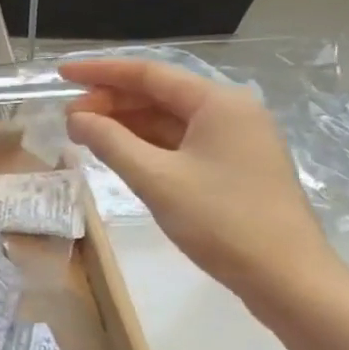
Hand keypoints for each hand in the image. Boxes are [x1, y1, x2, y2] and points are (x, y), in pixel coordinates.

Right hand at [61, 57, 338, 305]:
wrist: (287, 277)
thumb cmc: (221, 220)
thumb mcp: (155, 179)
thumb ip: (110, 142)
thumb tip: (76, 118)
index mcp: (218, 103)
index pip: (148, 74)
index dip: (100, 72)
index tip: (61, 74)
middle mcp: (230, 112)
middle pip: (158, 94)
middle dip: (110, 101)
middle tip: (68, 118)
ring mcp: (234, 140)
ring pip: (167, 119)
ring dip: (125, 124)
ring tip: (83, 135)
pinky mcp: (232, 167)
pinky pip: (179, 142)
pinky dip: (145, 143)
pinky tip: (118, 153)